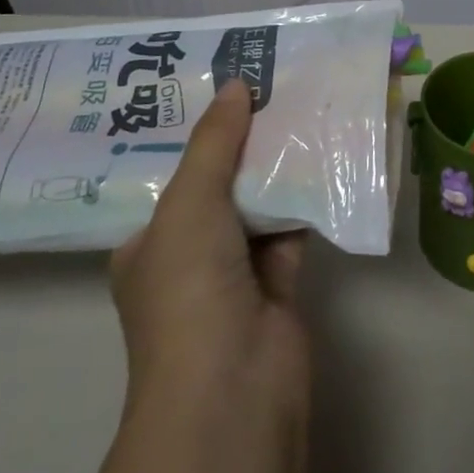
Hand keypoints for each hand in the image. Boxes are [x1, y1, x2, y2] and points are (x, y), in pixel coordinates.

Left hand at [111, 79, 309, 428]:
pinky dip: (305, 193)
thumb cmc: (188, 289)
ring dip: (277, 164)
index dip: (196, 133)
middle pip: (219, 184)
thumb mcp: (189, 203)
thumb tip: (236, 84)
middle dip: (242, 142)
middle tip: (268, 85)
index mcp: (149, 244)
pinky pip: (292, 224)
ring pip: (258, 202)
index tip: (222, 88)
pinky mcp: (280, 283)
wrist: (232, 388)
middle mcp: (189, 256)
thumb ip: (214, 142)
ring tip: (300, 103)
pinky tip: (324, 151)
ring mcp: (235, 273)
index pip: (171, 177)